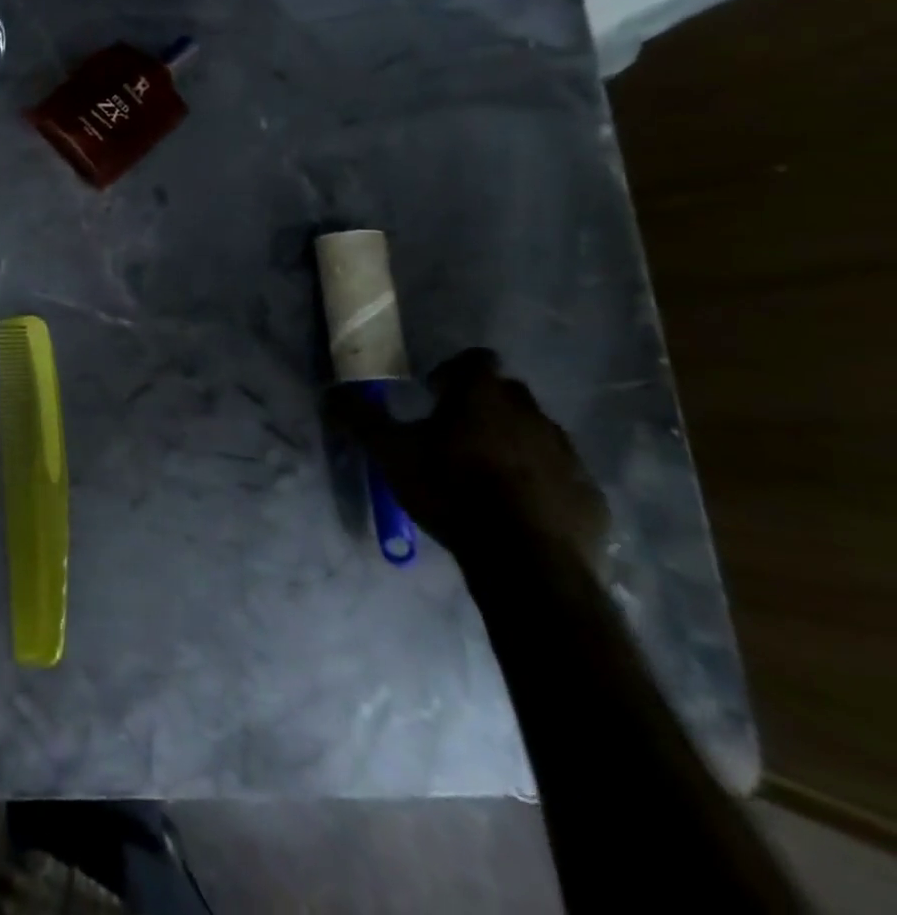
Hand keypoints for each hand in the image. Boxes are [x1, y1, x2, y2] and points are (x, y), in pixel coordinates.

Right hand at [322, 348, 608, 565]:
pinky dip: (539, 481)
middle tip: (454, 433)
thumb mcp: (391, 453)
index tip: (434, 393)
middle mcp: (531, 414)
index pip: (476, 360)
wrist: (529, 562)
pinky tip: (517, 507)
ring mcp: (567, 455)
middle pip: (508, 394)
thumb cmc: (452, 491)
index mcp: (483, 396)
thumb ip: (361, 419)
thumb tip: (331, 393)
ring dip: (513, 442)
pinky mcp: (590, 495)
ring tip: (485, 473)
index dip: (454, 372)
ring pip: (536, 433)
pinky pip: (561, 475)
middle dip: (483, 406)